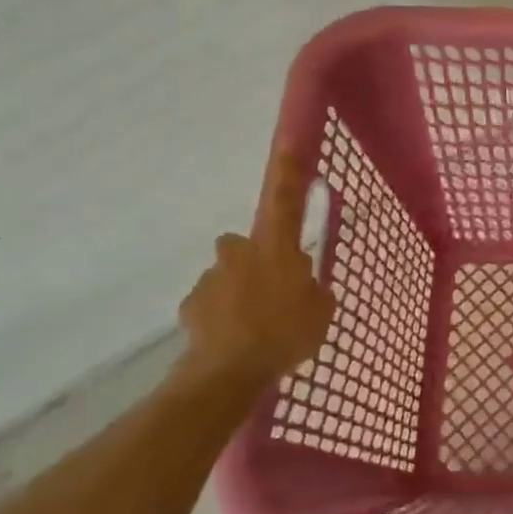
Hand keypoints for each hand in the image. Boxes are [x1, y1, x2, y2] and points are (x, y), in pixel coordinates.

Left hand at [178, 147, 335, 391]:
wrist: (228, 371)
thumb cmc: (285, 333)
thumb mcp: (321, 311)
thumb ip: (314, 290)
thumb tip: (305, 284)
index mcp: (276, 248)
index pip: (286, 200)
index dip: (289, 171)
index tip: (290, 142)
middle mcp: (239, 253)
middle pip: (245, 244)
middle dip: (254, 260)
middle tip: (272, 289)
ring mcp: (211, 278)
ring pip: (228, 275)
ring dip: (239, 291)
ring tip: (254, 327)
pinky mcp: (191, 305)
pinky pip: (211, 304)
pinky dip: (221, 317)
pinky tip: (233, 340)